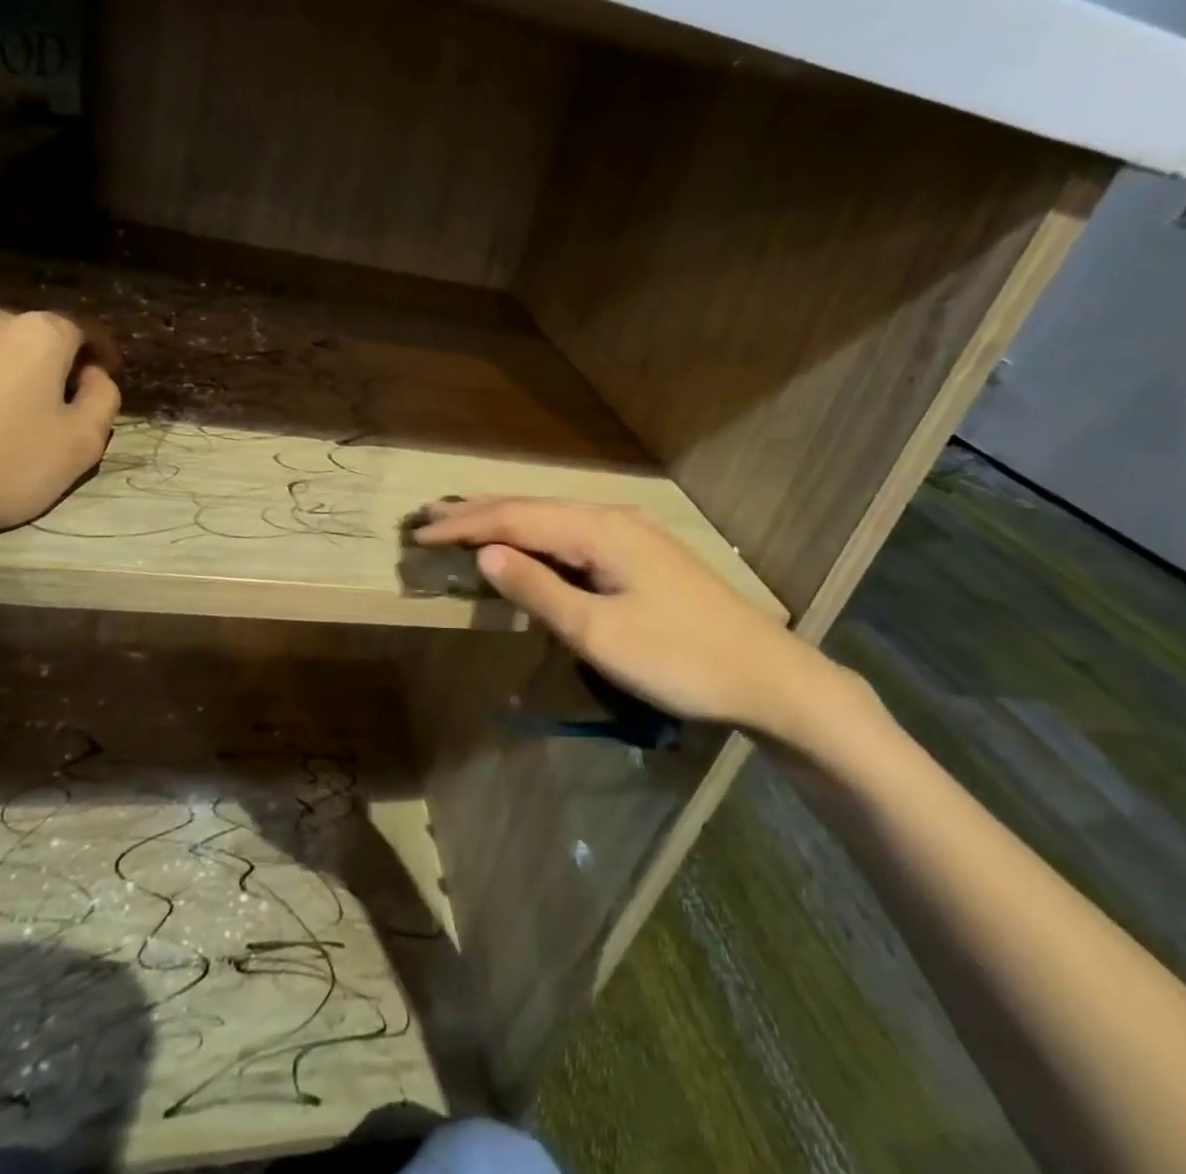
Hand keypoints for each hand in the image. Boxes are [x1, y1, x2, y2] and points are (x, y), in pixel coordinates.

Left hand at [0, 303, 120, 552]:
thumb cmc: (7, 461)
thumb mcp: (83, 441)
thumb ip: (104, 399)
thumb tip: (94, 377)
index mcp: (38, 331)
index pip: (83, 333)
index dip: (100, 360)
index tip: (102, 389)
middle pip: (36, 340)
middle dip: (53, 368)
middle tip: (59, 411)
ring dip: (10, 378)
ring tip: (11, 423)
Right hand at [413, 497, 873, 742]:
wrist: (767, 676)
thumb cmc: (679, 658)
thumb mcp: (598, 632)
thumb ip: (538, 589)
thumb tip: (484, 554)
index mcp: (597, 530)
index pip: (514, 519)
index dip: (464, 527)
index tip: (418, 534)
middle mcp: (610, 518)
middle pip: (530, 508)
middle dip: (477, 512)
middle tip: (428, 513)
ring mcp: (629, 534)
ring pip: (551, 518)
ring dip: (504, 519)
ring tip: (462, 518)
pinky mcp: (639, 554)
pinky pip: (570, 534)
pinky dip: (534, 535)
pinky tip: (523, 541)